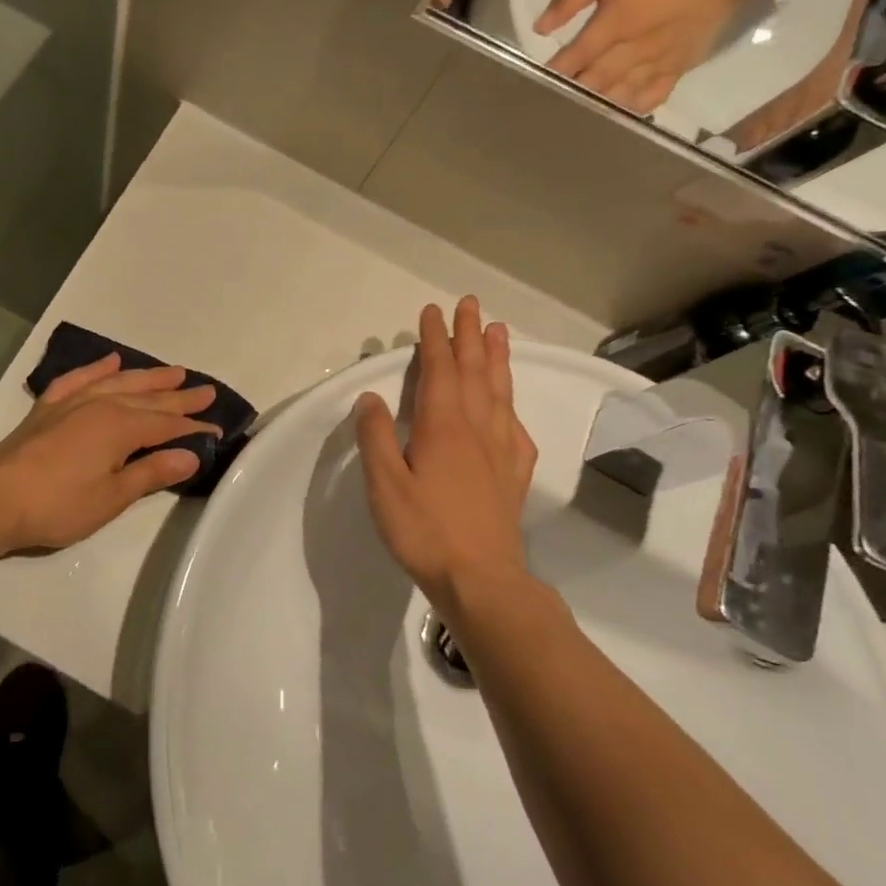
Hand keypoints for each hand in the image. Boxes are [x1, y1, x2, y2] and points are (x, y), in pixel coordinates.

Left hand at [0, 354, 219, 555]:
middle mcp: (100, 405)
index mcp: (120, 427)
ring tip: (173, 371)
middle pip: (148, 398)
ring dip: (147, 377)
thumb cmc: (58, 505)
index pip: (166, 424)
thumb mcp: (112, 497)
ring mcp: (72, 402)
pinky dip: (97, 368)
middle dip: (179, 396)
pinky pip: (78, 378)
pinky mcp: (49, 408)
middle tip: (206, 391)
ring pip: (119, 382)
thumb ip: (151, 472)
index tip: (217, 429)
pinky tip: (110, 361)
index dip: (193, 428)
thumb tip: (190, 455)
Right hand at [354, 298, 537, 613]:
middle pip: (475, 372)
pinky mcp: (513, 474)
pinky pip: (515, 427)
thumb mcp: (384, 484)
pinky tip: (508, 404)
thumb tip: (370, 397)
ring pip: (500, 392)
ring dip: (498, 359)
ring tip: (500, 331)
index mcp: (443, 427)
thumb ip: (375, 437)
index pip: (440, 371)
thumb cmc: (424, 530)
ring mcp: (501, 451)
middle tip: (471, 305)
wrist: (481, 579)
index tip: (433, 312)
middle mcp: (477, 429)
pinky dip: (511, 404)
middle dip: (470, 336)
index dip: (435, 339)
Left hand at [533, 0, 768, 112]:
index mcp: (615, 24)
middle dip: (568, 94)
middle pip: (592, 82)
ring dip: (594, 107)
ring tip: (571, 116)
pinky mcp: (676, 71)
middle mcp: (633, 49)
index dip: (553, 74)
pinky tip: (612, 115)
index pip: (574, 58)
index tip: (532, 85)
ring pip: (617, 94)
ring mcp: (656, 63)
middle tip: (546, 105)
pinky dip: (629, 109)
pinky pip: (650, 99)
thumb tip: (539, 27)